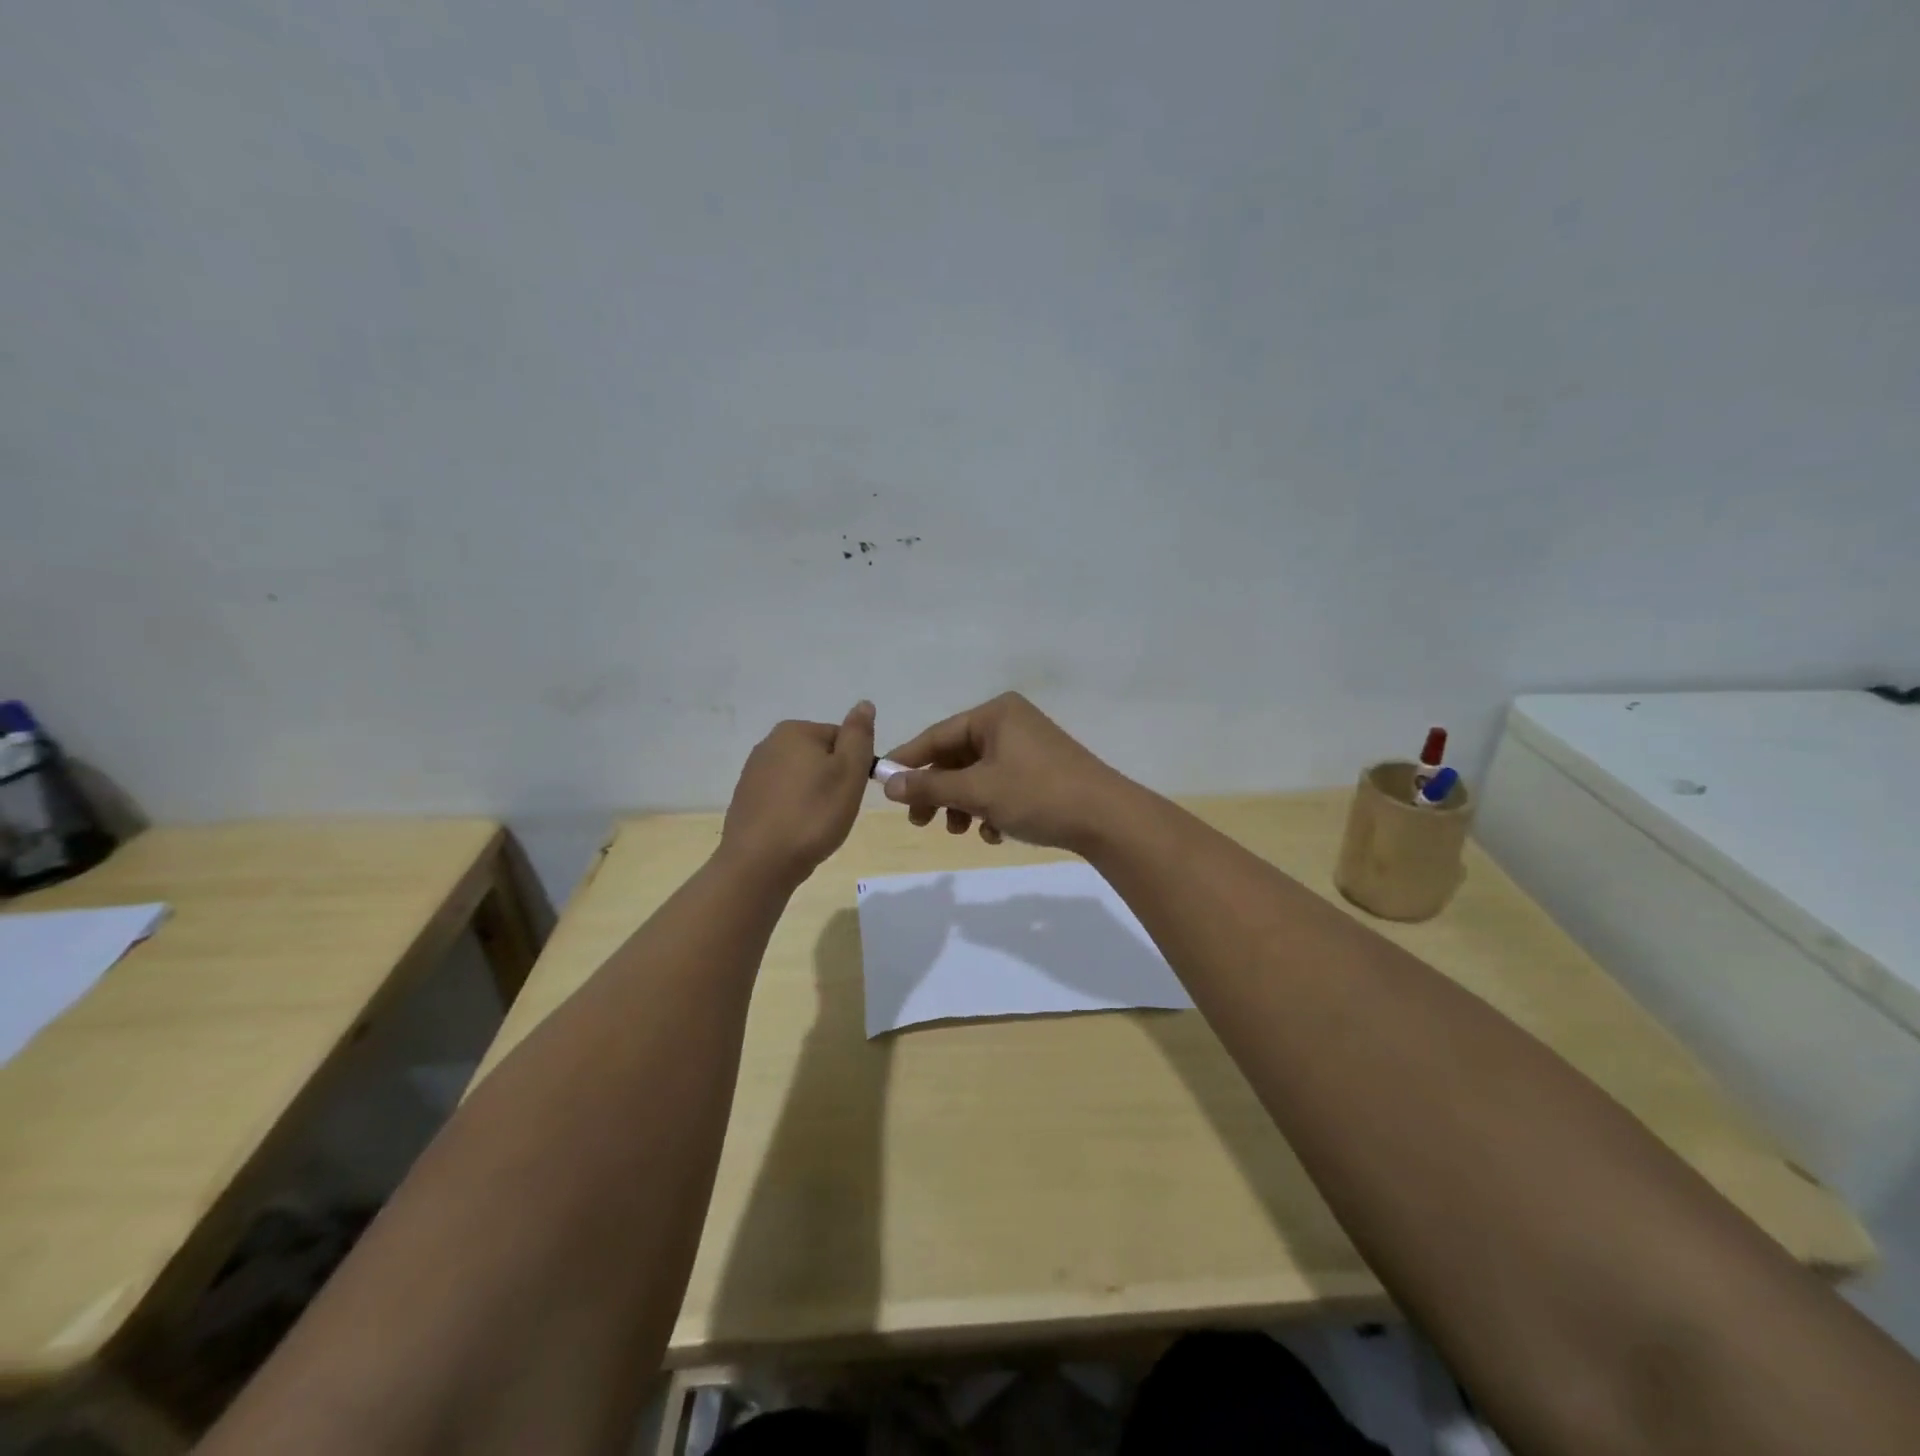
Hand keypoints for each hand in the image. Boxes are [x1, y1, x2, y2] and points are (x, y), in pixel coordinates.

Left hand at [721, 701, 875, 886]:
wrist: (759, 863)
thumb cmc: (813, 815)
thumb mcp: (849, 772)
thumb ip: (859, 735)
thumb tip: (864, 704)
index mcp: (795, 730)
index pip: (842, 739)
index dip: (854, 767)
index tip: (851, 793)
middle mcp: (769, 743)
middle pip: (820, 756)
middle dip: (833, 780)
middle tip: (836, 810)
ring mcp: (753, 772)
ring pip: (802, 778)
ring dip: (814, 796)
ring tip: (816, 824)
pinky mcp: (746, 799)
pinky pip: (783, 797)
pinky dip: (794, 810)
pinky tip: (796, 831)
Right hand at [881, 692, 1130, 851]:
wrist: (1107, 819)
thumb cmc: (1037, 794)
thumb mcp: (977, 791)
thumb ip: (930, 786)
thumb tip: (888, 784)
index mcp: (995, 714)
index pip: (938, 735)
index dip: (908, 761)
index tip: (882, 785)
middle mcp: (1011, 724)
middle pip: (957, 757)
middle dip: (938, 791)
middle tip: (919, 822)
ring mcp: (1029, 748)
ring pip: (979, 776)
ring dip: (963, 805)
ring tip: (958, 830)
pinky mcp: (1042, 773)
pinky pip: (1002, 786)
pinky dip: (991, 808)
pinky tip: (994, 834)